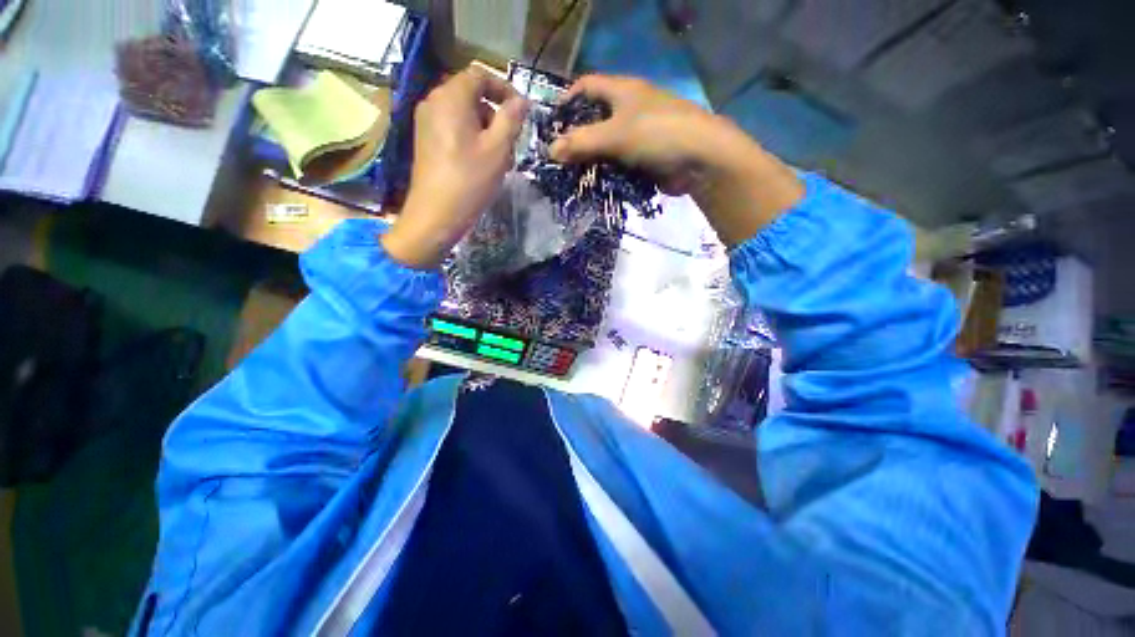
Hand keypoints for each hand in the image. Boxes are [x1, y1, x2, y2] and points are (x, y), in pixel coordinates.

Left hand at [382, 65, 526, 268]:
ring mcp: (426, 122)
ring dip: (485, 129)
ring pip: (463, 114)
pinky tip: (481, 164)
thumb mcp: (498, 150)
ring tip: (499, 158)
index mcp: (450, 97)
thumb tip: (521, 101)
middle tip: (511, 141)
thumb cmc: (469, 181)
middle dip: (495, 113)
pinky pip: (453, 128)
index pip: (480, 75)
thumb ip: (511, 120)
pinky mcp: (425, 141)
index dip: (504, 88)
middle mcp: (433, 102)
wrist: (435, 216)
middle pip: (471, 94)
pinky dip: (471, 138)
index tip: (521, 112)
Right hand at [550, 75, 803, 245]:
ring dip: (590, 159)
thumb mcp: (615, 136)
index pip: (586, 87)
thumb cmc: (657, 135)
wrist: (700, 159)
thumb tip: (549, 151)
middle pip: (594, 119)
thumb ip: (581, 143)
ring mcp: (637, 134)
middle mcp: (628, 109)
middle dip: (576, 137)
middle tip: (558, 158)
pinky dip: (606, 172)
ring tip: (571, 176)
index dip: (566, 101)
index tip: (551, 125)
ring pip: (605, 145)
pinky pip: (618, 163)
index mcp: (621, 91)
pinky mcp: (644, 157)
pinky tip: (594, 184)